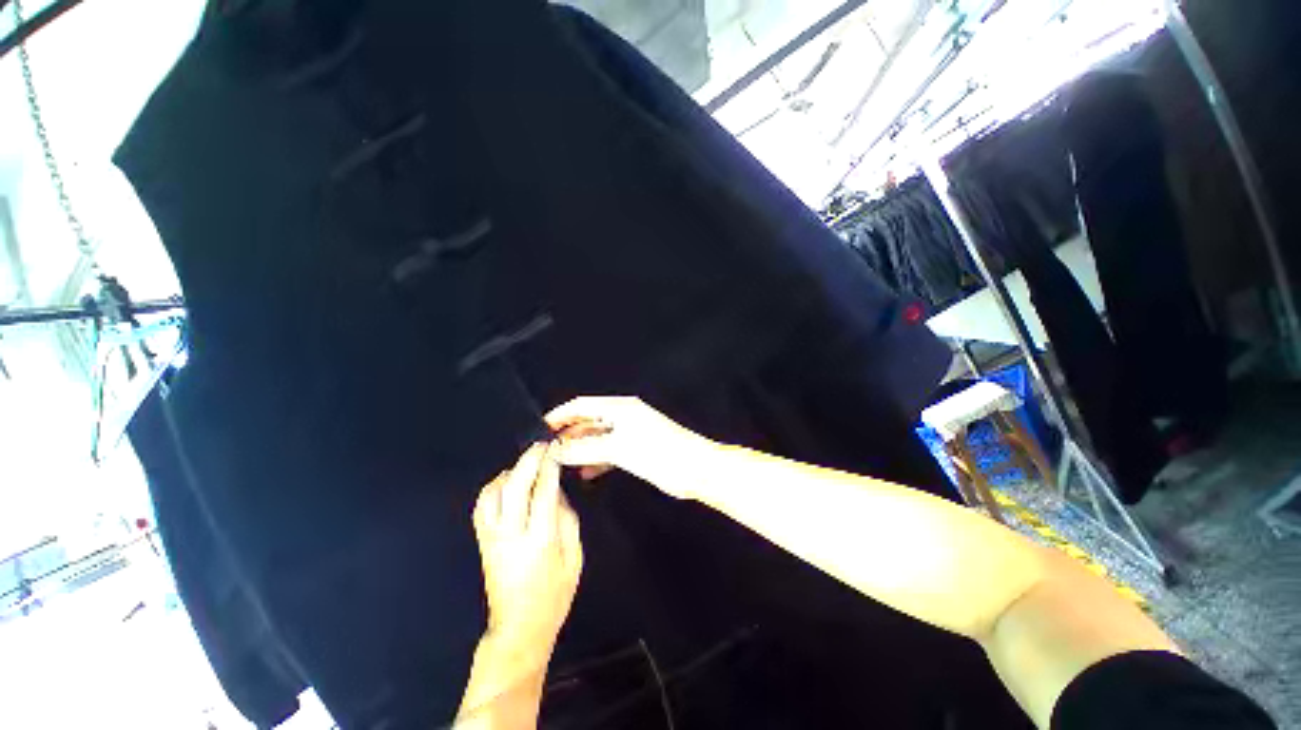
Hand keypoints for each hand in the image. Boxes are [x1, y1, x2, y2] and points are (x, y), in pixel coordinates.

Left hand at [473, 443, 582, 663]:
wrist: (519, 628)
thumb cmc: (554, 595)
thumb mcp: (574, 557)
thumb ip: (567, 520)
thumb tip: (557, 492)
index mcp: (540, 541)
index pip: (543, 492)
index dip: (549, 466)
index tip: (555, 449)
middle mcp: (511, 536)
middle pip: (514, 487)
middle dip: (528, 461)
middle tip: (541, 446)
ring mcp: (492, 538)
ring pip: (492, 494)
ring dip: (510, 472)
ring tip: (526, 464)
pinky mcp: (482, 542)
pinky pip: (482, 506)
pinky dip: (494, 487)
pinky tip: (507, 482)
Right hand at [546, 396, 709, 499]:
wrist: (695, 468)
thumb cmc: (659, 453)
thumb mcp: (618, 449)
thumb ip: (585, 448)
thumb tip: (555, 449)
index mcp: (620, 408)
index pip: (582, 405)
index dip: (561, 414)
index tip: (541, 428)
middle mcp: (623, 417)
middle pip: (589, 420)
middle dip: (568, 432)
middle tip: (548, 449)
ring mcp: (630, 433)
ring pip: (598, 437)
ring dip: (581, 447)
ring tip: (561, 462)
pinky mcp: (635, 449)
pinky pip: (609, 451)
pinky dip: (595, 459)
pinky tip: (585, 473)